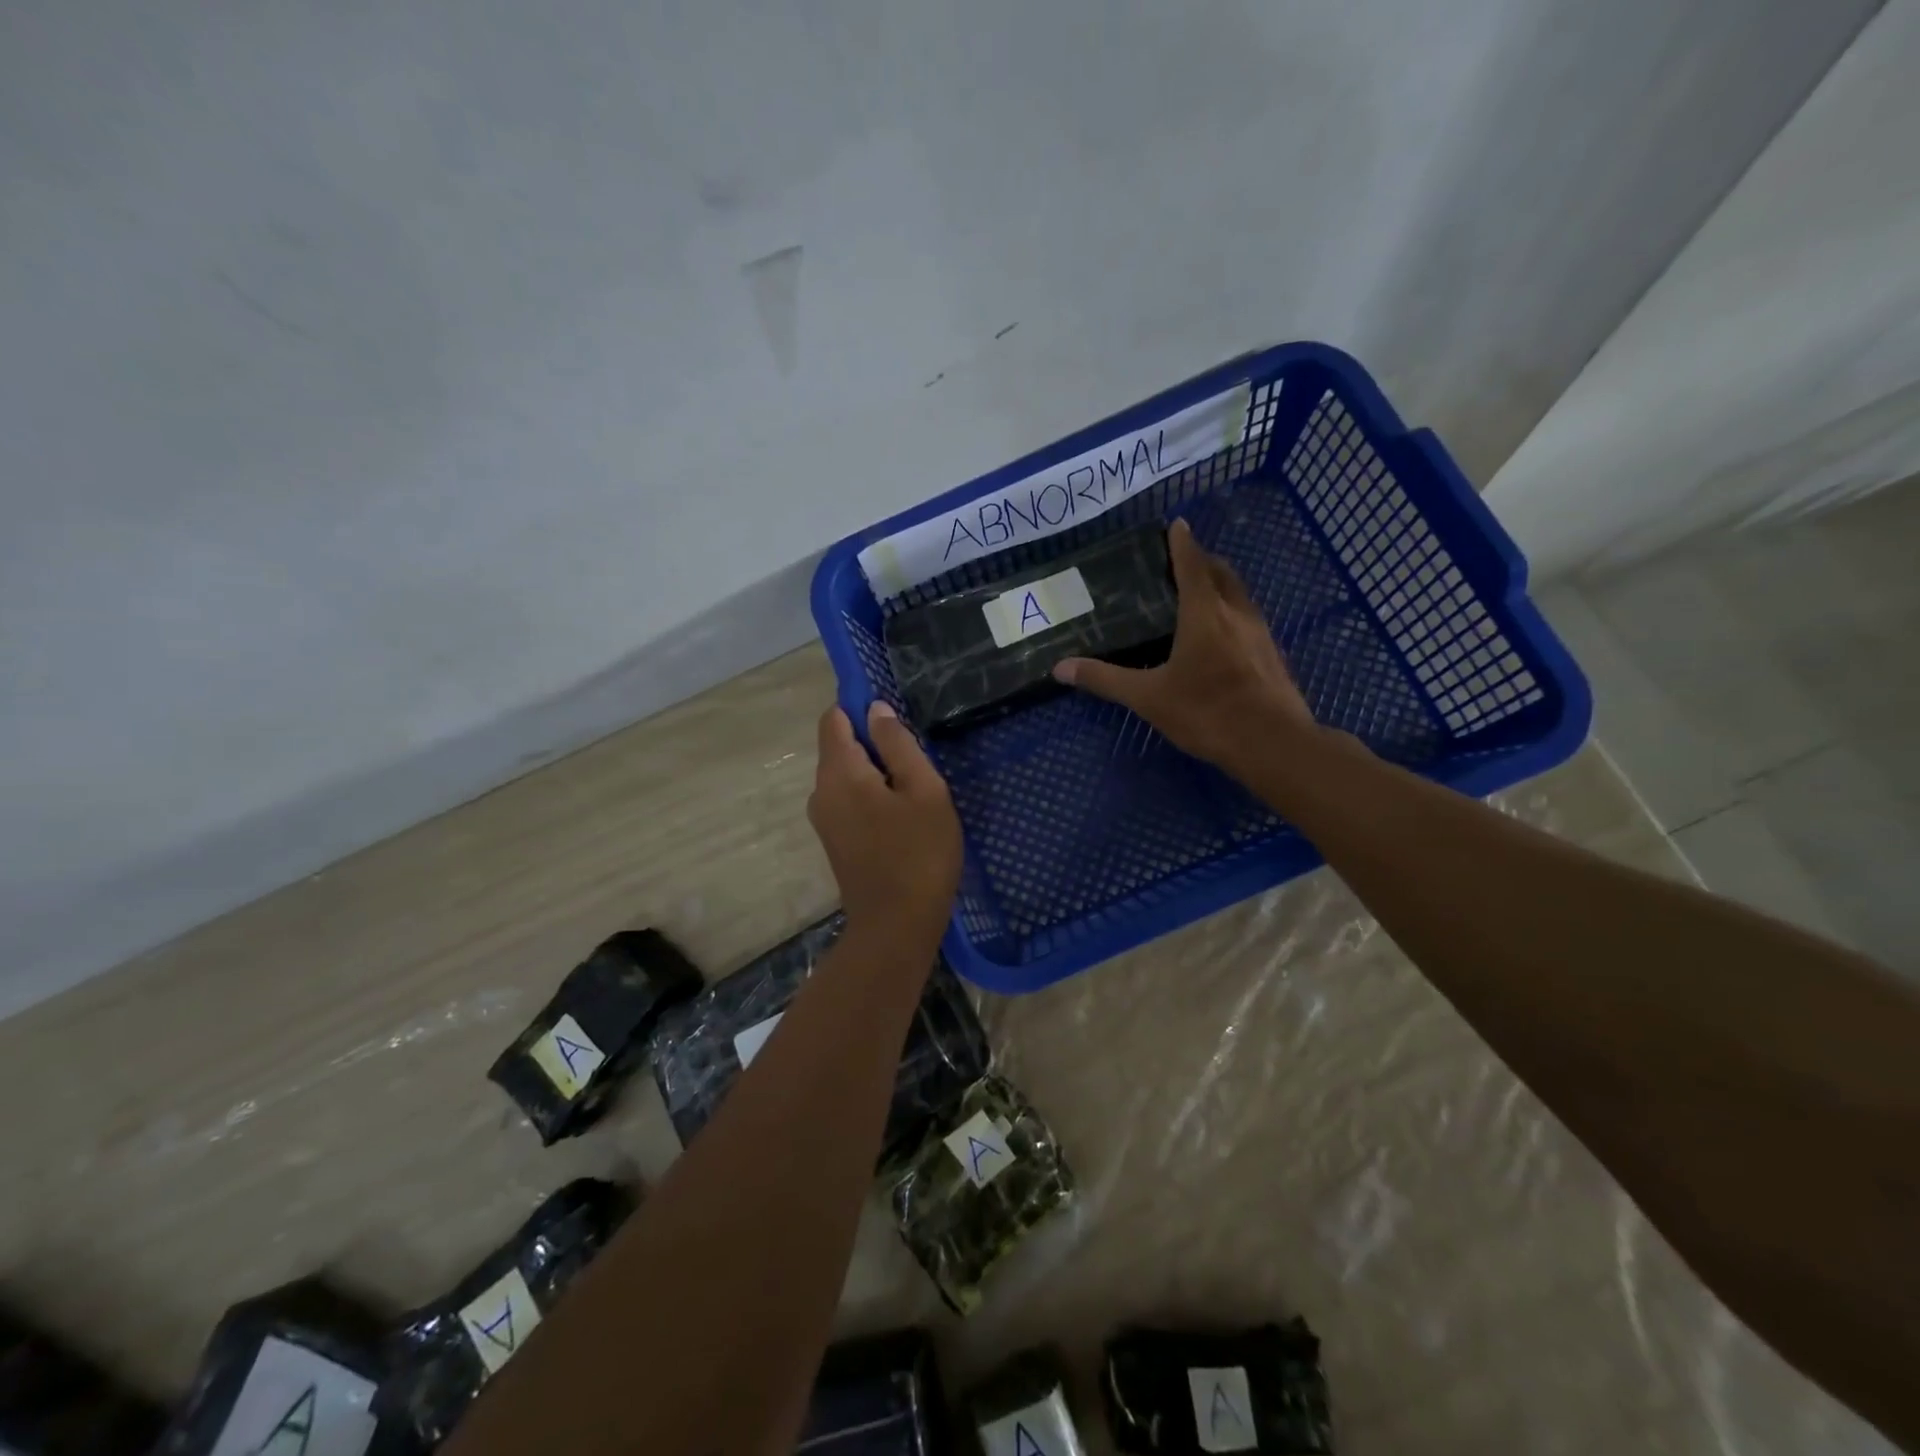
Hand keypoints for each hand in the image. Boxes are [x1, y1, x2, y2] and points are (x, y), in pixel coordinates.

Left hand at [808, 701, 962, 946]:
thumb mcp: (924, 790)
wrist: (896, 926)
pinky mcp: (834, 840)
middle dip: (874, 744)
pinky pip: (848, 799)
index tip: (895, 718)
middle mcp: (821, 791)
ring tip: (915, 790)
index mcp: (839, 773)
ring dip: (876, 772)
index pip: (834, 719)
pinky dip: (871, 795)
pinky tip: (903, 815)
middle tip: (917, 761)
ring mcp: (824, 819)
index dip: (860, 708)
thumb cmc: (919, 853)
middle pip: (839, 747)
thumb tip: (876, 711)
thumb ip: (898, 745)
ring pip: (846, 775)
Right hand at [1052, 518, 1317, 774]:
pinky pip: (1250, 618)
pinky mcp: (1273, 654)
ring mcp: (1260, 633)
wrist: (1272, 743)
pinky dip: (1233, 611)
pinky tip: (1222, 635)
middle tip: (1181, 561)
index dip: (1182, 543)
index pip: (1193, 564)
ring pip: (1240, 594)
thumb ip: (1106, 679)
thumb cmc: (1207, 712)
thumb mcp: (1149, 697)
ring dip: (1221, 585)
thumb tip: (1060, 668)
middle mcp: (1236, 613)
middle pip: (1222, 572)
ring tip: (1199, 593)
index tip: (1177, 524)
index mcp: (1205, 613)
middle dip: (1204, 560)